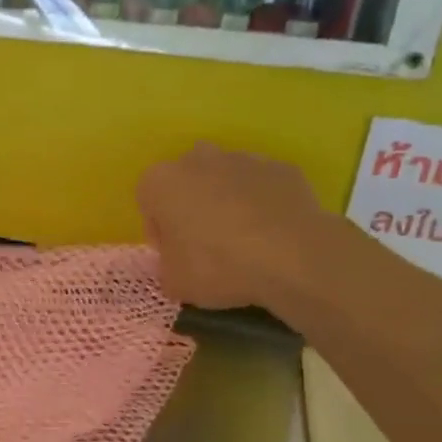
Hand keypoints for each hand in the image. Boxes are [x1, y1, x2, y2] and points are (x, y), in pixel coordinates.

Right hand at [136, 142, 344, 311]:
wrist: (292, 256)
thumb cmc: (216, 266)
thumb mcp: (174, 282)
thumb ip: (166, 267)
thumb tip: (177, 264)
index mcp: (160, 181)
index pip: (148, 204)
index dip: (160, 232)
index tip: (175, 256)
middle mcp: (197, 159)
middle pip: (187, 183)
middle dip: (192, 207)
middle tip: (206, 245)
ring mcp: (242, 159)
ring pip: (224, 180)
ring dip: (227, 203)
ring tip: (244, 242)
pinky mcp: (281, 168)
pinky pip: (261, 187)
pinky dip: (262, 204)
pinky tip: (271, 235)